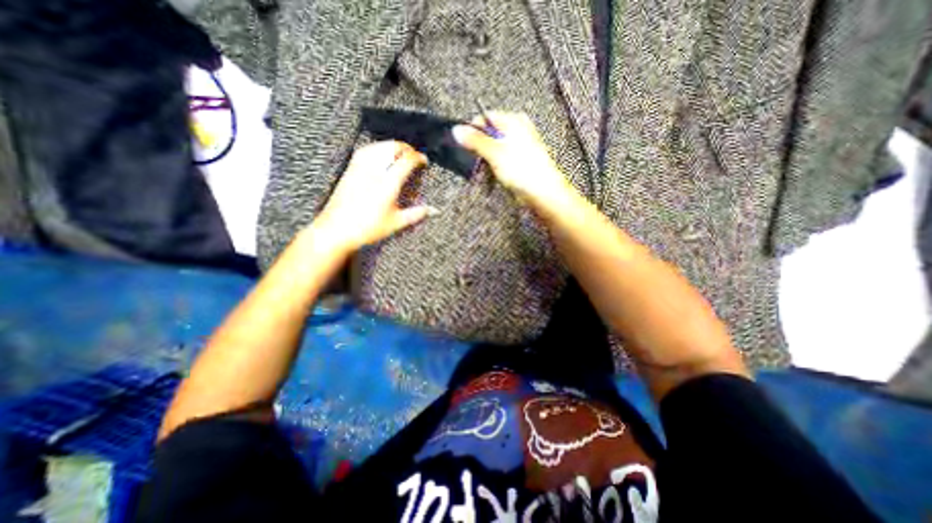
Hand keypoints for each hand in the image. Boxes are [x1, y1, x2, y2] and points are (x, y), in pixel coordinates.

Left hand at [309, 139, 432, 252]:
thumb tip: (434, 211)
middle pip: (392, 148)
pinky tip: (380, 154)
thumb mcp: (396, 223)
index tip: (424, 160)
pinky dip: (377, 148)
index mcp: (388, 184)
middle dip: (406, 148)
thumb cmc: (367, 229)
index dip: (418, 157)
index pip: (406, 161)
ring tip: (400, 153)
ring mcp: (360, 169)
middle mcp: (374, 172)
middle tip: (414, 155)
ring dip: (392, 146)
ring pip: (378, 146)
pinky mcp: (350, 170)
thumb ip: (417, 214)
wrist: (336, 230)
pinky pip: (365, 151)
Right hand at [452, 113, 575, 209]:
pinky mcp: (519, 162)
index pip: (485, 118)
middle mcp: (517, 131)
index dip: (473, 131)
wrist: (543, 192)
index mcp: (513, 121)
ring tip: (486, 173)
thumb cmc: (525, 170)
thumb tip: (457, 130)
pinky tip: (495, 176)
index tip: (465, 145)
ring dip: (486, 162)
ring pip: (494, 150)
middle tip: (477, 162)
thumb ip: (475, 140)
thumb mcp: (495, 152)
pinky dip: (494, 168)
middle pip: (489, 135)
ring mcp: (518, 147)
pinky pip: (500, 162)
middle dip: (480, 149)